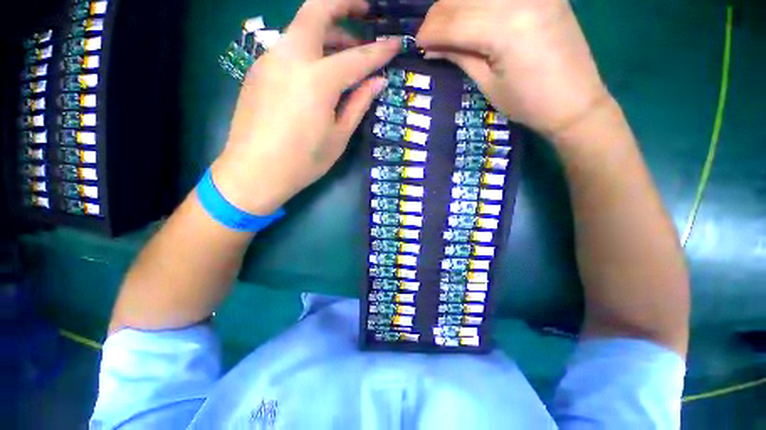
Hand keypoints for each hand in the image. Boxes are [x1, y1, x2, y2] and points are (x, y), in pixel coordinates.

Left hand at [212, 0, 399, 214]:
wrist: (254, 172)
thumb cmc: (303, 161)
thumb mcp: (339, 137)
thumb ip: (358, 104)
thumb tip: (377, 82)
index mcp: (317, 80)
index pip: (357, 57)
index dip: (380, 51)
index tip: (396, 43)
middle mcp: (291, 57)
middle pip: (317, 10)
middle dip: (344, 4)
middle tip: (366, 12)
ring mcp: (270, 59)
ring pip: (301, 27)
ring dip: (328, 30)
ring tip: (347, 49)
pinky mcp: (259, 69)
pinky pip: (290, 47)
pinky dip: (311, 49)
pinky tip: (320, 70)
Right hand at [417, 0, 610, 138]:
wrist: (575, 102)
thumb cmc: (528, 103)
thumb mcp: (487, 84)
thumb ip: (459, 56)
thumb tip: (431, 47)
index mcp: (504, 27)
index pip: (452, 20)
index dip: (428, 32)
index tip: (417, 45)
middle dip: (437, 16)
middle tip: (430, 38)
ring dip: (456, 6)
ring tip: (449, 29)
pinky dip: (478, 4)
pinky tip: (473, 17)